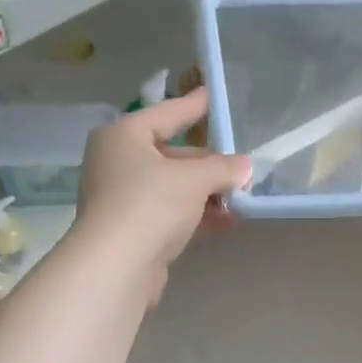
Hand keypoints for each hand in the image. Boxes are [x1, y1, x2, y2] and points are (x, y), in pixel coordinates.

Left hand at [73, 90, 250, 293]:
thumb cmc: (151, 205)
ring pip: (172, 187)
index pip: (166, 114)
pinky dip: (194, 215)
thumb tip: (244, 166)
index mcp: (123, 136)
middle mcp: (117, 162)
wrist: (117, 267)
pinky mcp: (131, 230)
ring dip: (206, 193)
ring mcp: (121, 198)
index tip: (211, 95)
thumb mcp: (194, 179)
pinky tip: (225, 221)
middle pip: (171, 155)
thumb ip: (222, 168)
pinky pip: (169, 213)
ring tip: (241, 197)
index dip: (192, 106)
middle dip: (208, 163)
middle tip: (240, 166)